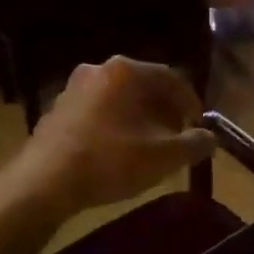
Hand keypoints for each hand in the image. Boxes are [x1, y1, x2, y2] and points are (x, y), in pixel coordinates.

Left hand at [8, 57, 214, 218]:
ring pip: (120, 98)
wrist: (43, 183)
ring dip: (140, 117)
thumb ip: (193, 145)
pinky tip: (118, 151)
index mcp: (125, 71)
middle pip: (144, 85)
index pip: (171, 78)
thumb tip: (210, 139)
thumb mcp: (162, 157)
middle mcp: (99, 69)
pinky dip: (115, 124)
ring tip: (150, 146)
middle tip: (177, 135)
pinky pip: (98, 110)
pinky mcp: (58, 109)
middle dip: (165, 110)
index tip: (199, 126)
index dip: (191, 102)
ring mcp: (74, 88)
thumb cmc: (108, 162)